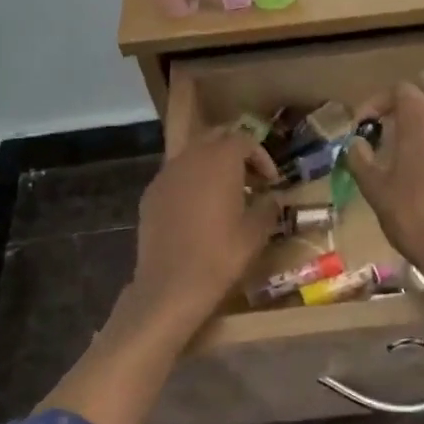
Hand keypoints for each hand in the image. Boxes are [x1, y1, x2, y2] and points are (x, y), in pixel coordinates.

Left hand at [127, 128, 279, 340]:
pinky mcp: (151, 193)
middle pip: (216, 137)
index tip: (271, 182)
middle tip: (251, 178)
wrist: (170, 285)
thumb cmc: (220, 256)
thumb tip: (272, 198)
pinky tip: (199, 209)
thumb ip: (268, 207)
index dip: (262, 157)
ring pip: (193, 154)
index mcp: (220, 160)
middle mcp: (191, 157)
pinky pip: (176, 175)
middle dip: (235, 152)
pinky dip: (191, 181)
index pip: (245, 139)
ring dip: (212, 165)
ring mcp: (166, 174)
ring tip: (226, 193)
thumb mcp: (256, 233)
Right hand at [344, 74, 423, 324]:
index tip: (362, 126)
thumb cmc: (415, 218)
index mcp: (422, 116)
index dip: (375, 103)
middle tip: (386, 125)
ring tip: (408, 143)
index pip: (398, 89)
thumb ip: (360, 158)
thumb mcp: (376, 189)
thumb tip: (355, 143)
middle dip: (405, 99)